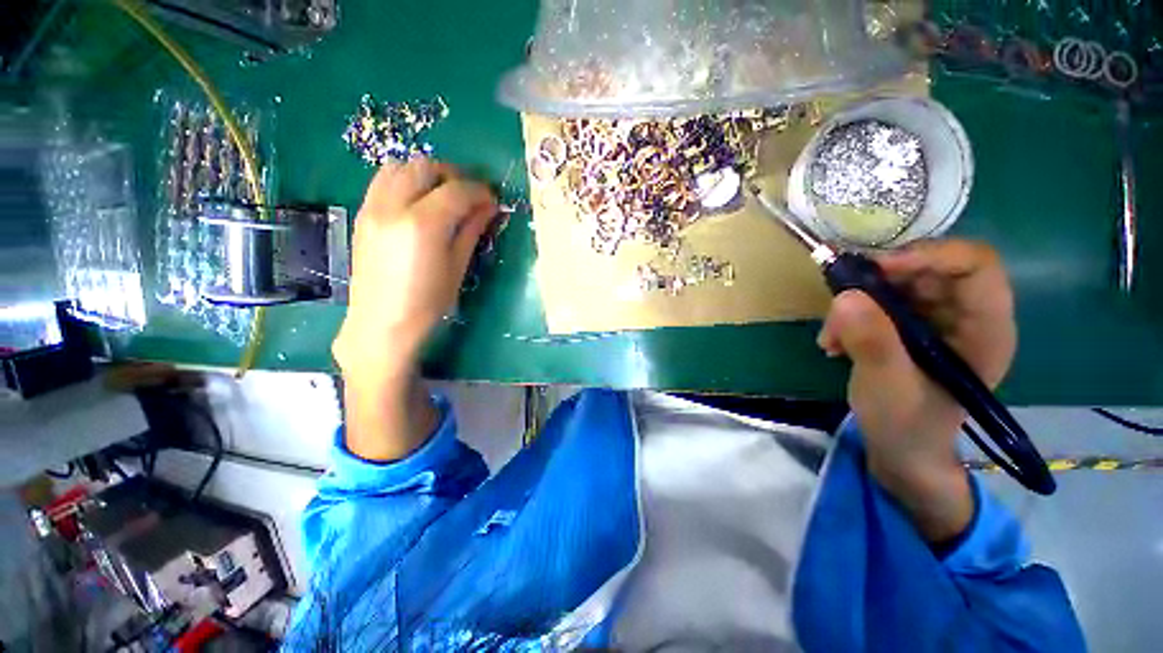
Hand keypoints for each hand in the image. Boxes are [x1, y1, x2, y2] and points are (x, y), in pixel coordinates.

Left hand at [333, 159, 497, 381]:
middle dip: (453, 175)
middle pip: (424, 167)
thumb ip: (471, 230)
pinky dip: (405, 181)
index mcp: (423, 225)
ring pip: (399, 167)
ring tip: (443, 194)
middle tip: (469, 195)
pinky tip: (419, 203)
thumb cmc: (427, 303)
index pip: (456, 191)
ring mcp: (372, 208)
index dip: (479, 191)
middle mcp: (393, 207)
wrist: (381, 324)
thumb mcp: (457, 267)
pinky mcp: (362, 215)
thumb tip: (489, 207)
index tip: (492, 199)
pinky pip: (383, 181)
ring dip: (426, 174)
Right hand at [817, 239, 1015, 541]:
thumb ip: (873, 343)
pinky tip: (835, 341)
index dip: (929, 256)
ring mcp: (937, 319)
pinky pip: (880, 300)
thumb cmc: (906, 426)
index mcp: (985, 330)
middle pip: (932, 268)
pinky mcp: (910, 326)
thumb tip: (846, 296)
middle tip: (841, 299)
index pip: (976, 266)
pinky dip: (851, 314)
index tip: (876, 269)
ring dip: (858, 301)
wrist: (901, 449)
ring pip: (900, 282)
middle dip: (881, 280)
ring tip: (832, 334)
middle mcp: (966, 316)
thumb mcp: (887, 387)